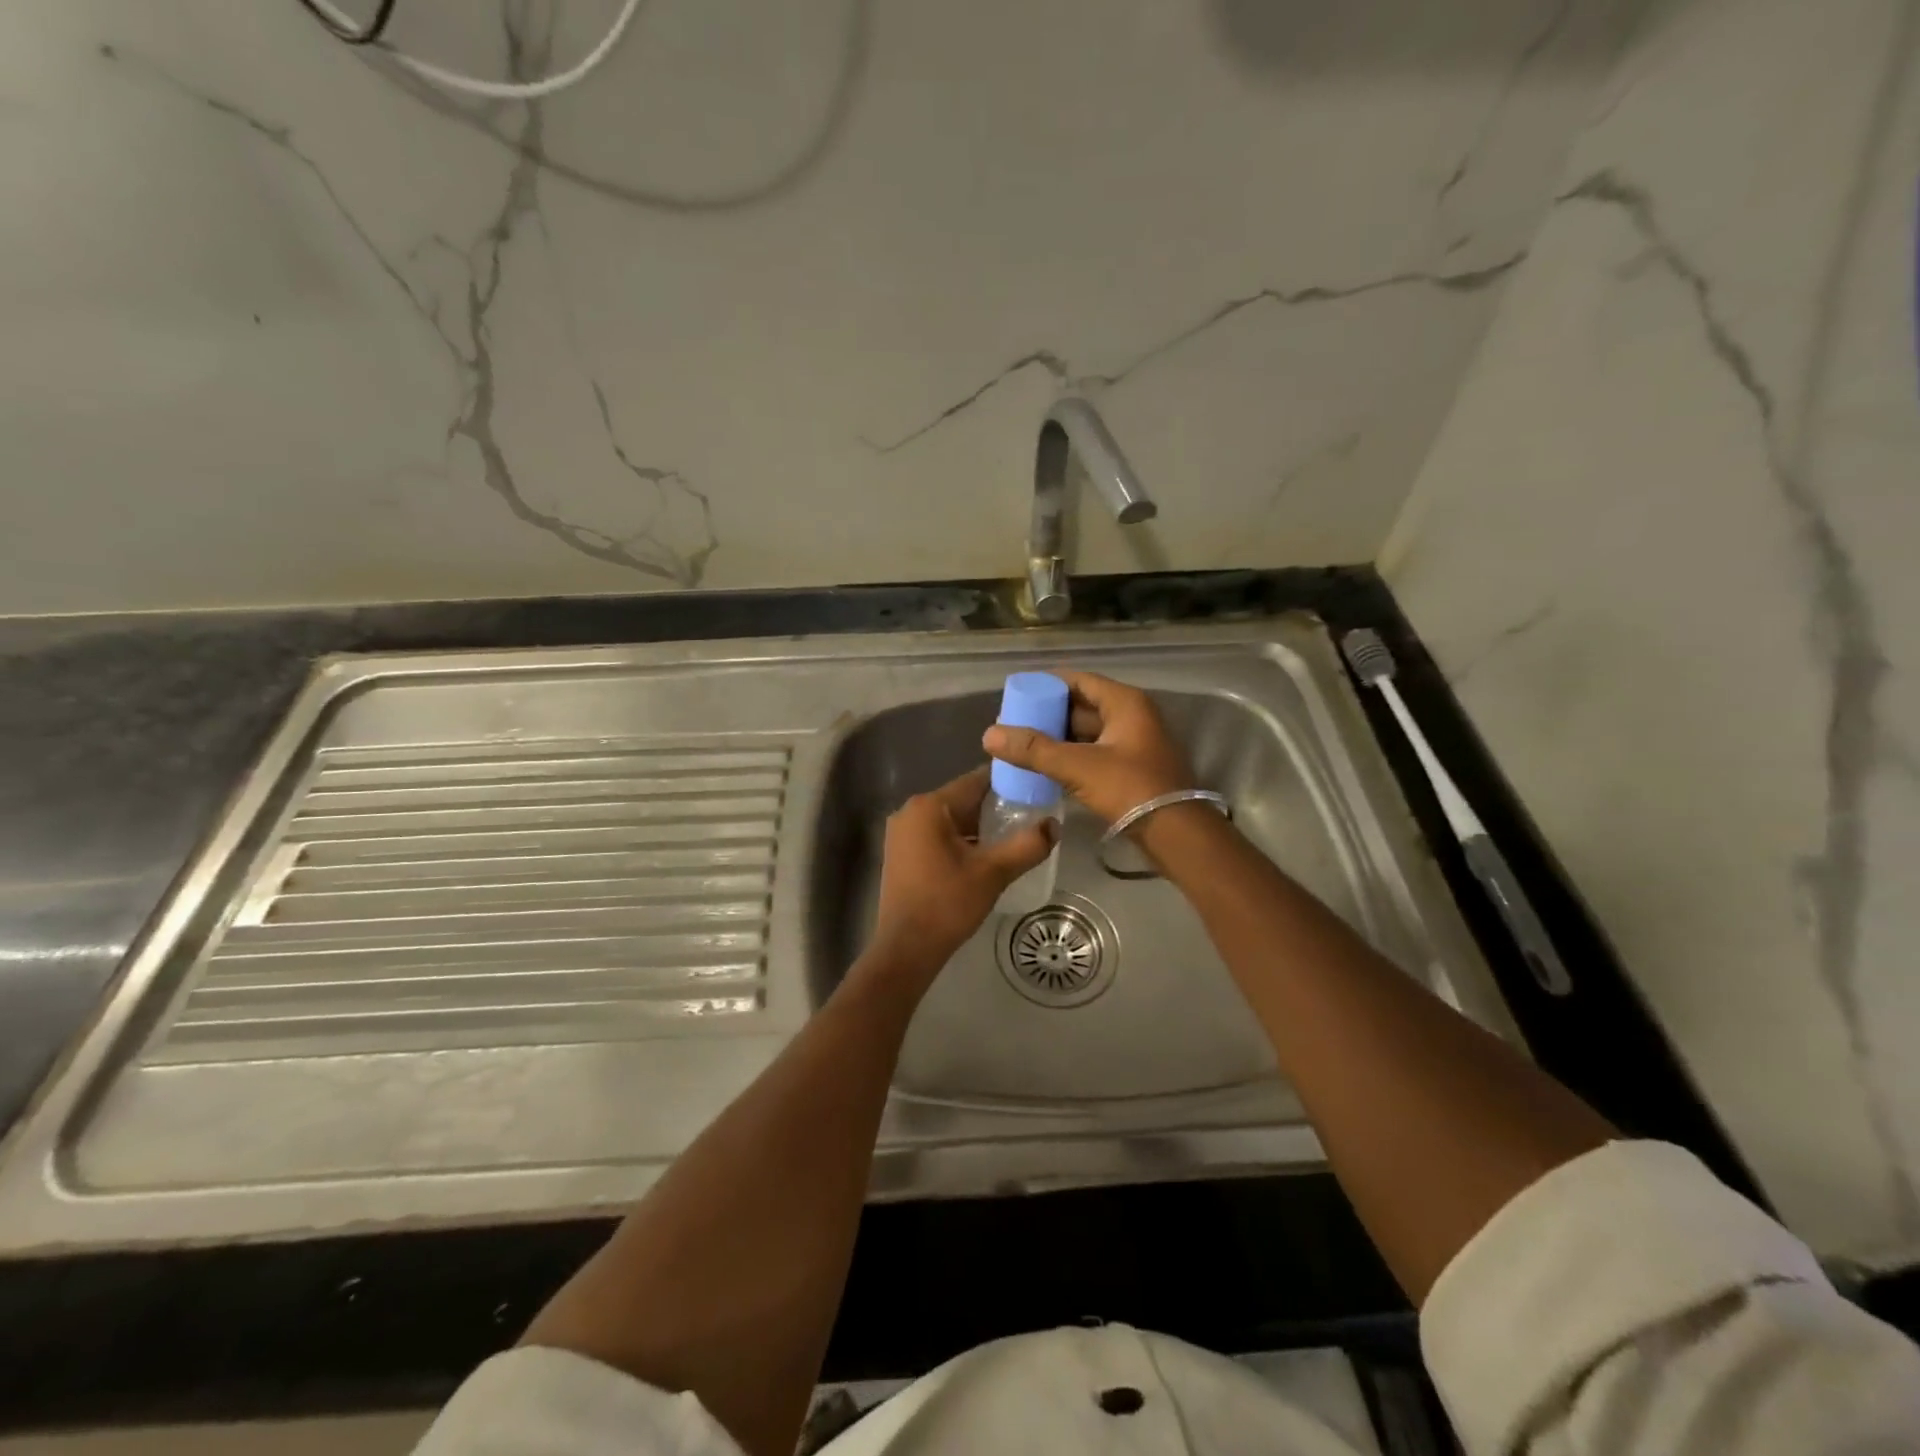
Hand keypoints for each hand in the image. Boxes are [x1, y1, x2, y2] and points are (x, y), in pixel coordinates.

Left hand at [863, 767, 1055, 991]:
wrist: (905, 949)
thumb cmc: (947, 904)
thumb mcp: (993, 873)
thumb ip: (1027, 845)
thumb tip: (1054, 825)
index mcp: (929, 806)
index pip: (976, 781)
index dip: (1008, 784)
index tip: (1035, 790)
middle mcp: (911, 811)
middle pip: (963, 799)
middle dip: (995, 807)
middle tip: (1030, 816)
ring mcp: (902, 833)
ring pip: (951, 819)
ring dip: (979, 826)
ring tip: (1013, 836)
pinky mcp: (901, 853)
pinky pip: (938, 834)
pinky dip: (961, 839)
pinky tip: (984, 855)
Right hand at [981, 670, 1193, 824]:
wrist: (1175, 833)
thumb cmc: (1130, 788)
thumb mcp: (1077, 766)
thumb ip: (1033, 750)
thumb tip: (989, 734)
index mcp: (1125, 703)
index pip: (1078, 680)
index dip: (1046, 685)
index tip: (1016, 695)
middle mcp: (1132, 716)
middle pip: (1082, 706)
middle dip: (1048, 714)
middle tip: (1014, 724)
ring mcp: (1134, 743)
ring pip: (1087, 732)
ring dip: (1058, 738)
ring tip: (1023, 747)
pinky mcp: (1132, 769)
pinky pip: (1094, 753)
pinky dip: (1071, 756)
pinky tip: (1046, 768)